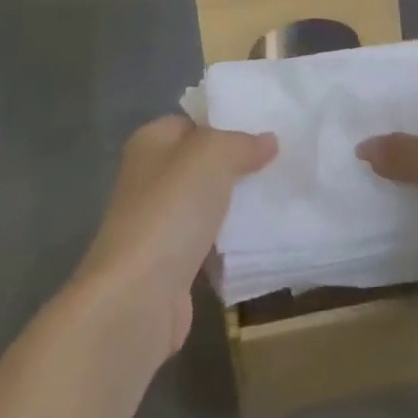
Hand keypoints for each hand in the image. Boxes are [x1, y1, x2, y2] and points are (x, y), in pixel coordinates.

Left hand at [74, 116, 276, 354]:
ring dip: (234, 206)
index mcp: (150, 141)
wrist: (139, 296)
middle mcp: (149, 177)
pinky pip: (207, 242)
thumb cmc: (171, 209)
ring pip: (206, 204)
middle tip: (278, 165)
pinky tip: (259, 239)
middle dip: (236, 166)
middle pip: (200, 164)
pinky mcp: (169, 264)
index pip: (192, 122)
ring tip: (277, 198)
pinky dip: (228, 242)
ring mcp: (157, 222)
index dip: (226, 124)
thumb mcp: (213, 156)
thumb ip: (242, 143)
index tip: (265, 131)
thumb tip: (269, 140)